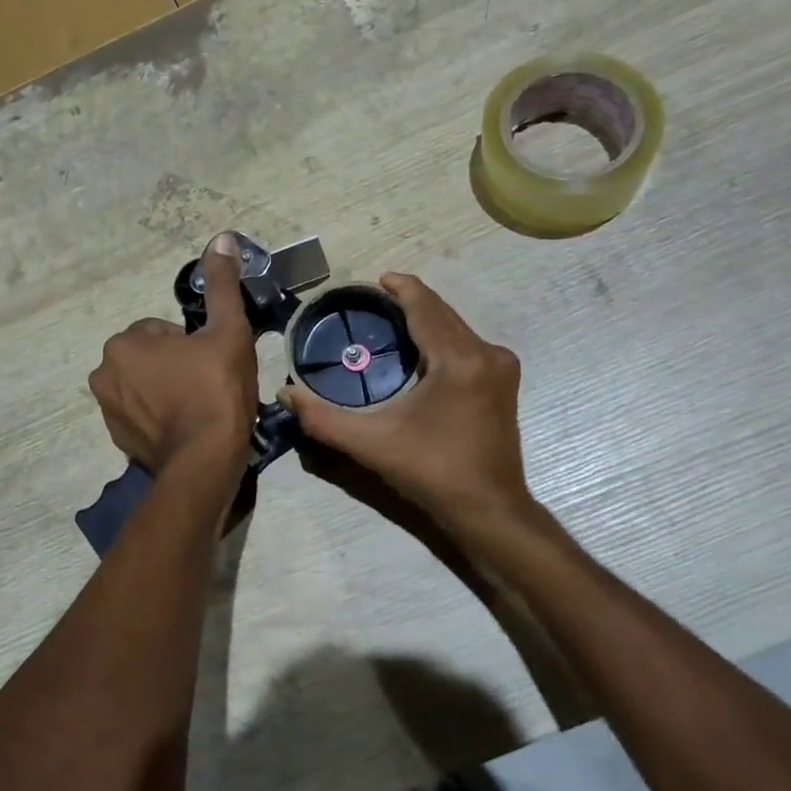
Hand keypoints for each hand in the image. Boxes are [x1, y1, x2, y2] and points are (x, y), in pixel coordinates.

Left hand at [89, 233, 258, 472]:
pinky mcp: (117, 439)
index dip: (193, 344)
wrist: (205, 461)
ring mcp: (107, 410)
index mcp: (124, 343)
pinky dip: (159, 417)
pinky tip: (186, 427)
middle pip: (151, 357)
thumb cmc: (216, 389)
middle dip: (176, 366)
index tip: (211, 363)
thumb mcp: (227, 330)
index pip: (162, 330)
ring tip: (199, 407)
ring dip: (167, 390)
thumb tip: (221, 239)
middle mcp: (104, 373)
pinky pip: (141, 414)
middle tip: (208, 384)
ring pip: (145, 385)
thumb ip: (221, 284)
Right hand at [279, 273, 529, 526]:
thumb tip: (286, 393)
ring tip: (390, 322)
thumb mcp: (371, 444)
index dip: (400, 287)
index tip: (373, 280)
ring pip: (456, 327)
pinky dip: (441, 339)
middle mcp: (487, 353)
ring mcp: (501, 367)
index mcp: (459, 359)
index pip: (425, 305)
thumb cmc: (432, 472)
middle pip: (442, 312)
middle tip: (372, 303)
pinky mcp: (504, 382)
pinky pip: (467, 345)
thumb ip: (323, 418)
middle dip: (409, 302)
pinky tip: (419, 351)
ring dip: (426, 320)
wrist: (489, 511)